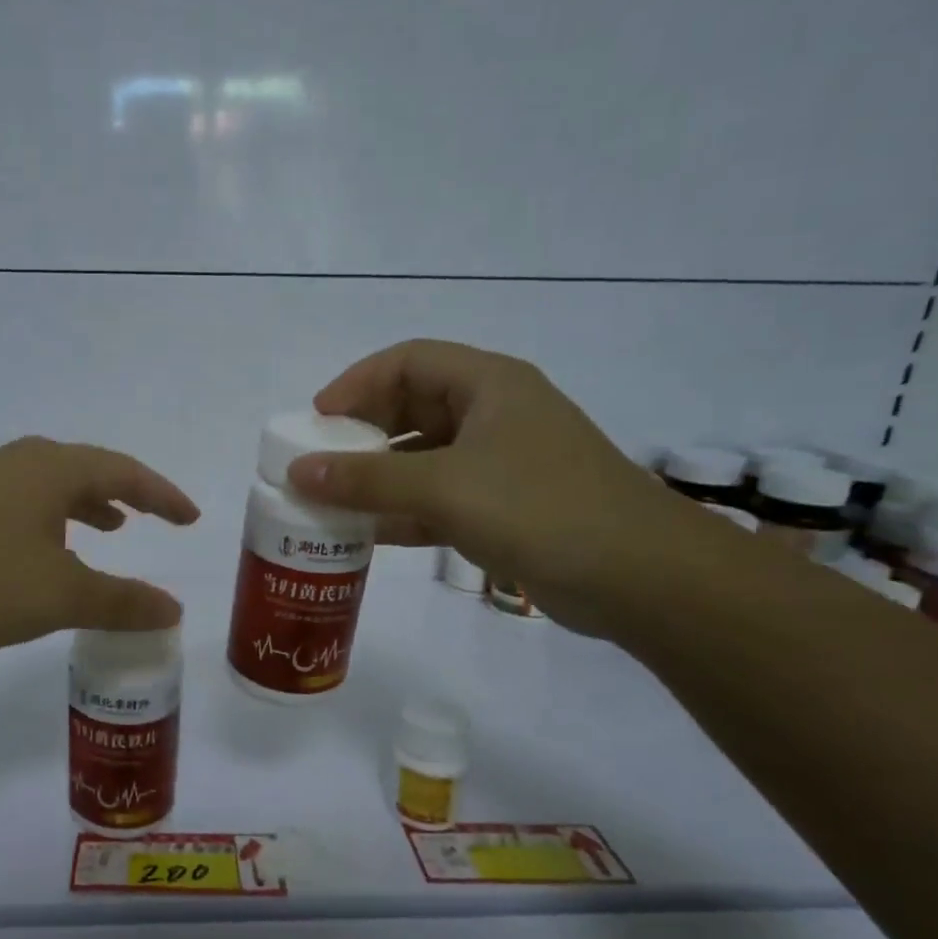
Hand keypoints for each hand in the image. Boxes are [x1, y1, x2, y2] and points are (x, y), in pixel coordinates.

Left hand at [0, 437, 199, 654]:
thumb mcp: (60, 595)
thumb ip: (122, 601)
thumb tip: (174, 609)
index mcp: (52, 469)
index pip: (125, 472)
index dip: (163, 495)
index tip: (191, 518)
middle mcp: (19, 464)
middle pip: (87, 470)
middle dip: (125, 494)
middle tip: (151, 517)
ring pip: (50, 488)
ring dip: (85, 507)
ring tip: (107, 530)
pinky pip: (22, 506)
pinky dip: (50, 523)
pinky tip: (42, 555)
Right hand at [285, 340, 698, 634]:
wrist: (639, 577)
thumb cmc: (540, 508)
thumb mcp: (444, 487)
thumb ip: (367, 480)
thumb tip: (298, 472)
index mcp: (488, 385)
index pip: (407, 361)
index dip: (356, 383)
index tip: (316, 420)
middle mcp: (493, 415)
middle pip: (412, 408)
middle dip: (362, 434)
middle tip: (319, 464)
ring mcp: (500, 464)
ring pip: (422, 458)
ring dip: (378, 478)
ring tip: (330, 502)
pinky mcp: (503, 508)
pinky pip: (438, 499)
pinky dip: (403, 513)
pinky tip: (366, 534)